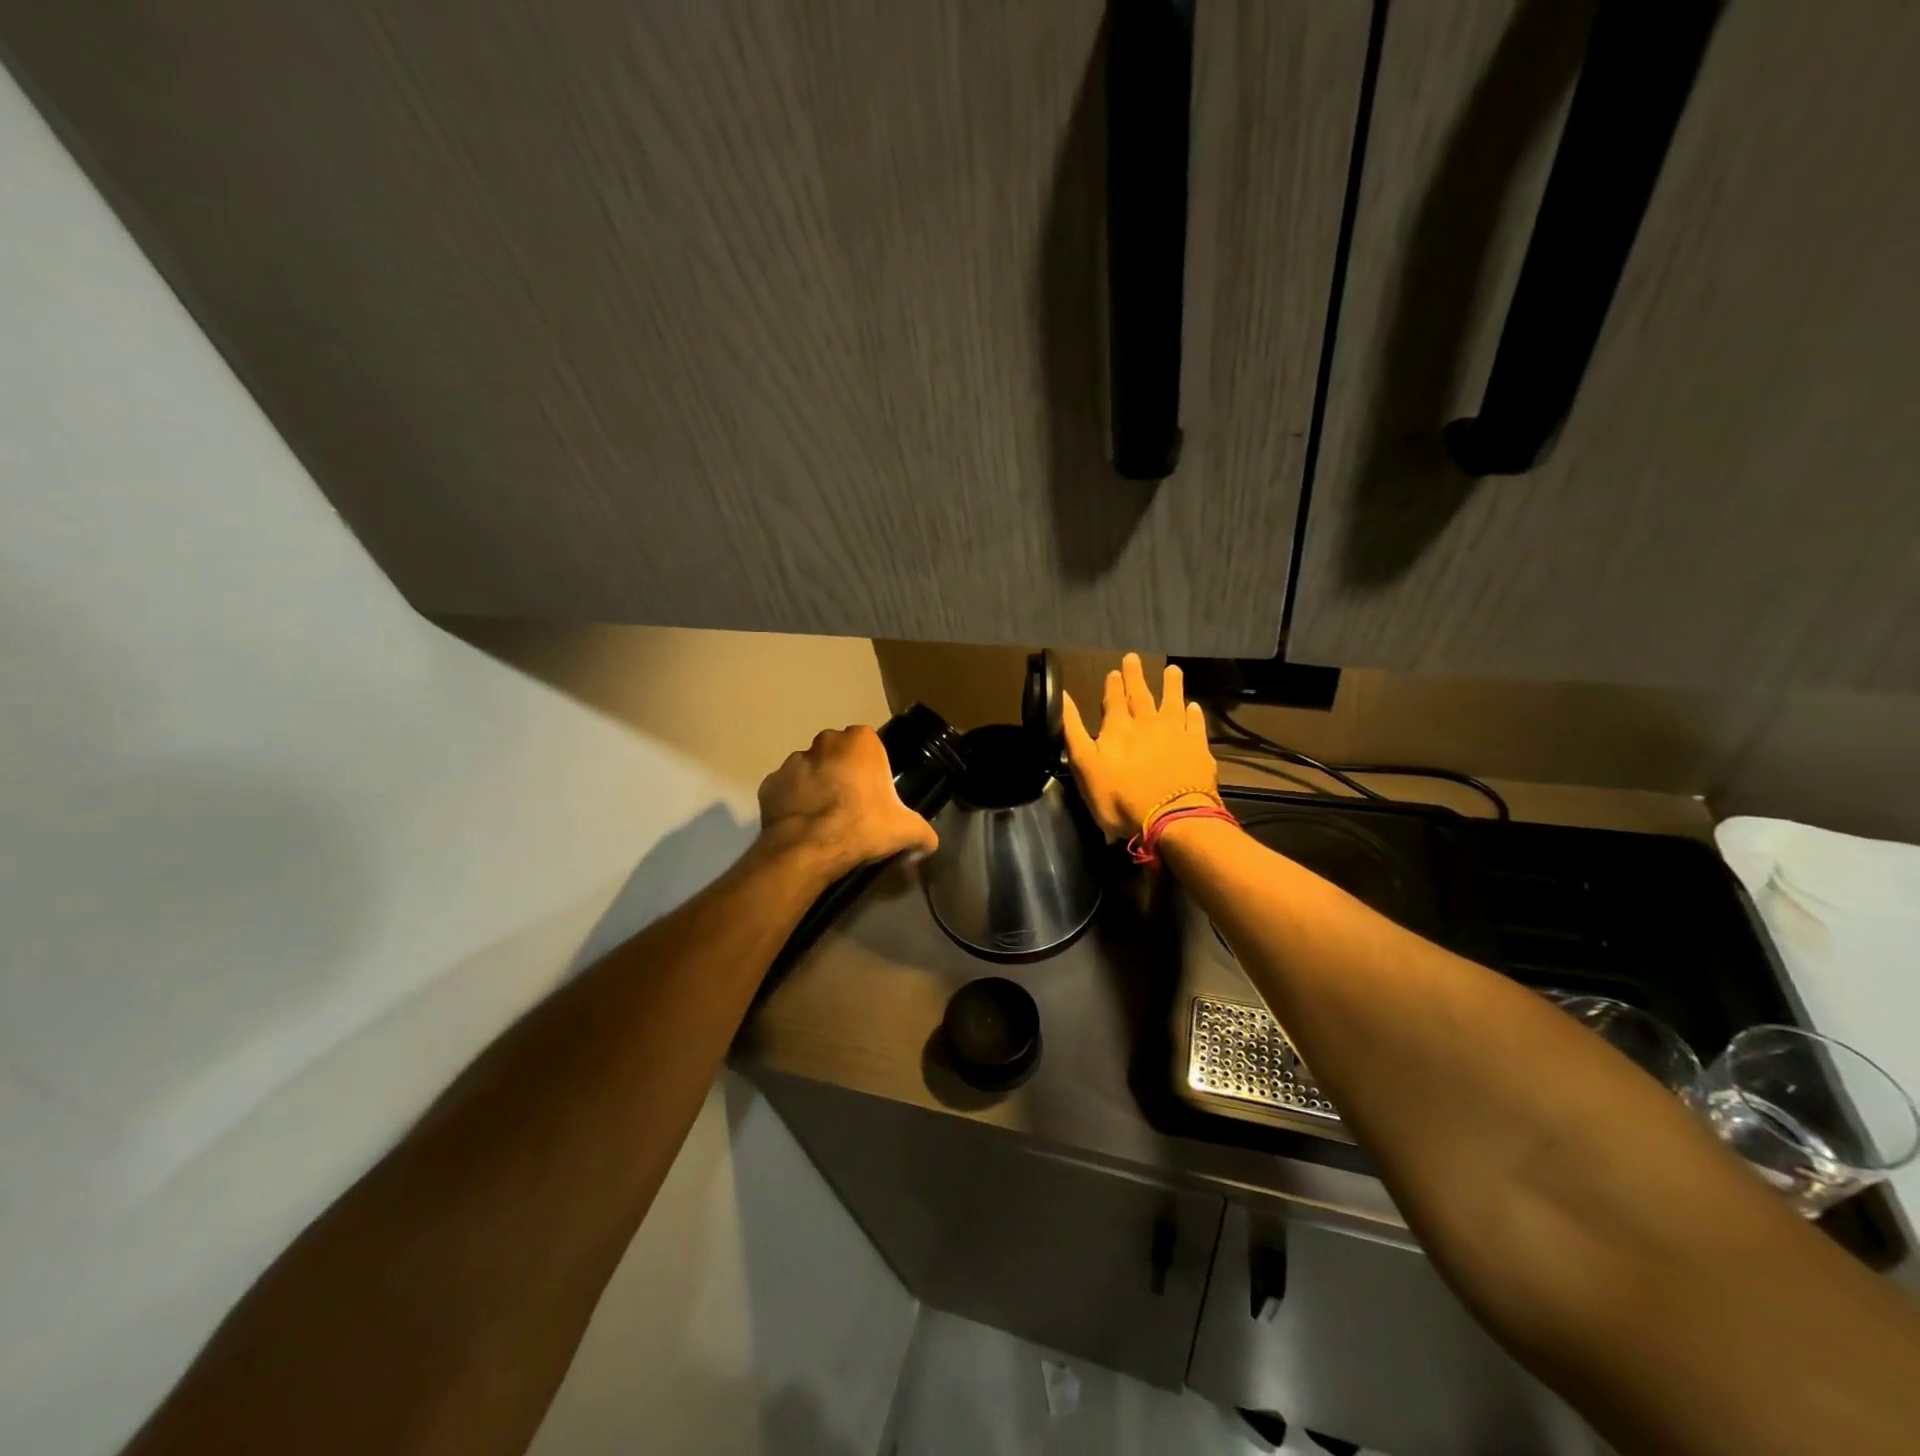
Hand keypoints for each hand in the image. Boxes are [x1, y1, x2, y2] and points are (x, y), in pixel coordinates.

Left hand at [755, 725, 938, 878]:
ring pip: (810, 769)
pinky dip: (793, 802)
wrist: (808, 849)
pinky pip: (786, 790)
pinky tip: (804, 825)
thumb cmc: (862, 827)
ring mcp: (792, 761)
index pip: (869, 744)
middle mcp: (824, 742)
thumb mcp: (906, 831)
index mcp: (859, 742)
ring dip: (817, 785)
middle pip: (838, 753)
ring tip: (825, 818)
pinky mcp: (769, 783)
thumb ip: (924, 833)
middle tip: (852, 805)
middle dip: (843, 772)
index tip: (875, 792)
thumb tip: (929, 844)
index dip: (873, 768)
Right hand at [1063, 654, 1217, 838]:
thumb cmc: (1119, 798)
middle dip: (1135, 676)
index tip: (1114, 671)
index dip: (1113, 685)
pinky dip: (1194, 714)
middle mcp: (1147, 723)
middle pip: (1140, 695)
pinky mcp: (1197, 749)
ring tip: (1172, 670)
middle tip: (1134, 658)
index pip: (1113, 700)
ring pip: (1172, 702)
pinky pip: (1195, 725)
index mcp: (1117, 728)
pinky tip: (1194, 706)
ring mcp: (1175, 734)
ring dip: (1171, 685)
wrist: (1170, 818)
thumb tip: (1062, 697)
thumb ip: (1073, 731)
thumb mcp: (1084, 766)